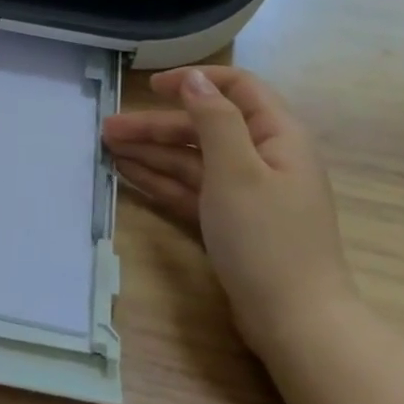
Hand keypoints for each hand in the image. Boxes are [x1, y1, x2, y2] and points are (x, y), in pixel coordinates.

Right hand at [102, 67, 354, 352]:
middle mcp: (264, 157)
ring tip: (108, 150)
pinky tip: (128, 175)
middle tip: (108, 130)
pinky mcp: (232, 222)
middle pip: (205, 127)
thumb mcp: (237, 170)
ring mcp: (247, 192)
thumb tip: (194, 80)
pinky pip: (192, 189)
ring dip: (153, 152)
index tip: (151, 87)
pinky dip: (162, 180)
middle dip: (157, 125)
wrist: (295, 324)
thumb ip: (214, 119)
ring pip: (194, 160)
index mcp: (278, 136)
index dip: (195, 81)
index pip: (238, 88)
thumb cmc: (266, 238)